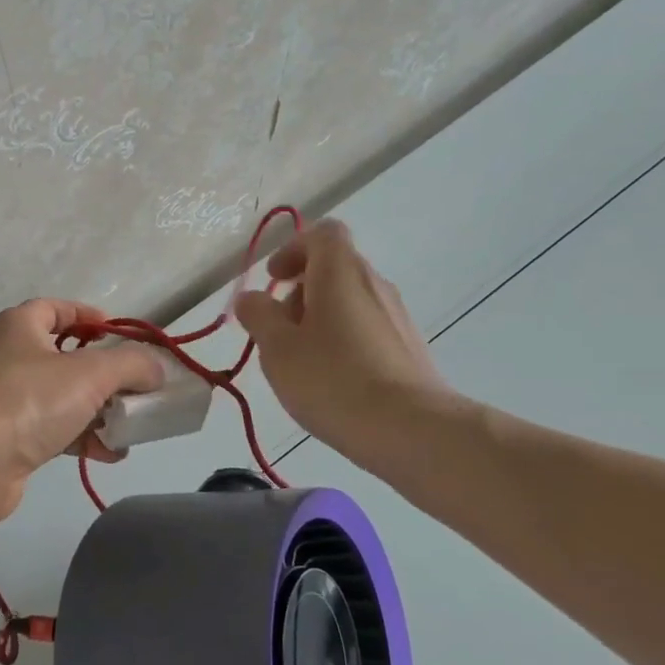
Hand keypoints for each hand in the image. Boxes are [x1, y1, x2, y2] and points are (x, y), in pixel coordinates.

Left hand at [0, 299, 165, 527]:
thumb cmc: (28, 400)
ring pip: (62, 397)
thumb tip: (155, 368)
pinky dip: (81, 438)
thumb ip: (130, 364)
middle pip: (64, 356)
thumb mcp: (90, 372)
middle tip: (135, 386)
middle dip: (103, 373)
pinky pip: (53, 430)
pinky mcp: (8, 438)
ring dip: (97, 410)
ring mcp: (5, 400)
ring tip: (130, 426)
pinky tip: (109, 454)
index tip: (120, 334)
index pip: (56, 308)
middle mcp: (8, 357)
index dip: (89, 316)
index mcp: (19, 326)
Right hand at [233, 219, 460, 478]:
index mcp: (340, 272)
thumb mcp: (277, 347)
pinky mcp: (408, 349)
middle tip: (278, 328)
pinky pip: (367, 330)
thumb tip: (252, 298)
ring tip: (300, 361)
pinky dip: (343, 341)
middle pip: (334, 268)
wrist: (412, 430)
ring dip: (320, 318)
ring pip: (350, 301)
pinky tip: (331, 381)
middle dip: (300, 290)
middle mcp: (374, 284)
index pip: (322, 234)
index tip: (274, 279)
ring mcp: (397, 317)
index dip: (293, 249)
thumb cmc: (333, 378)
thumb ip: (258, 315)